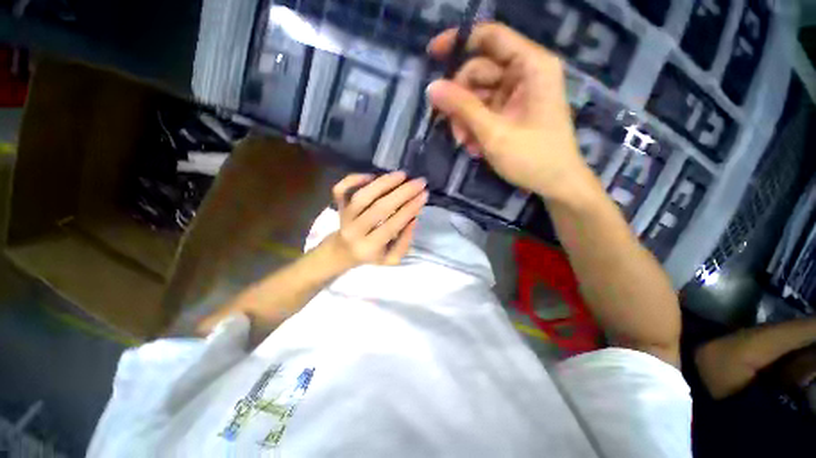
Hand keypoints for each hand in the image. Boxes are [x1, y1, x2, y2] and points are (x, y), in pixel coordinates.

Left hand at [324, 172, 427, 268]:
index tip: (424, 195)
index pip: (392, 225)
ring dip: (383, 183)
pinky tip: (372, 175)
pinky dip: (354, 179)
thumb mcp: (391, 258)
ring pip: (362, 196)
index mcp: (369, 248)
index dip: (409, 209)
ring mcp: (344, 217)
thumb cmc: (371, 255)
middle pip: (379, 208)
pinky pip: (341, 189)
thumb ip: (404, 242)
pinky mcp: (338, 206)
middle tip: (419, 182)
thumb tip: (413, 218)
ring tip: (402, 175)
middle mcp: (354, 231)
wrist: (342, 252)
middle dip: (402, 193)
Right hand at [427, 23, 591, 200]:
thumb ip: (462, 107)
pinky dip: (475, 127)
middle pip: (479, 71)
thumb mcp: (494, 133)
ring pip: (478, 95)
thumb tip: (432, 88)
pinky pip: (485, 110)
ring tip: (465, 144)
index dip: (459, 42)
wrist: (555, 184)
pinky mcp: (512, 111)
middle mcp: (525, 73)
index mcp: (531, 66)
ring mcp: (518, 94)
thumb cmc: (532, 158)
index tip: (432, 56)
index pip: (490, 37)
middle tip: (453, 130)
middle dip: (461, 100)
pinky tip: (474, 147)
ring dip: (466, 119)